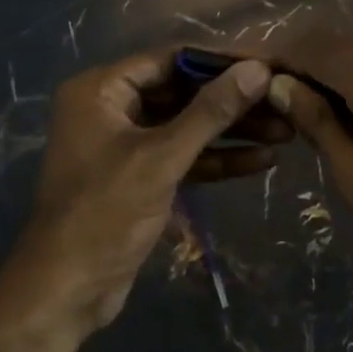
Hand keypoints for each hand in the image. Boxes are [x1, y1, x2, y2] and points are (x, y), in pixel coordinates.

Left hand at [11, 48, 280, 333]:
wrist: (67, 291)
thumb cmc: (105, 213)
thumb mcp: (162, 157)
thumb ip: (211, 111)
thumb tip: (258, 69)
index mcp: (101, 90)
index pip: (171, 59)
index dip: (221, 62)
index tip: (268, 64)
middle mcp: (111, 108)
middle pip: (183, 92)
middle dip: (233, 102)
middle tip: (283, 101)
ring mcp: (126, 143)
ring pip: (187, 126)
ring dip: (232, 131)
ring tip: (286, 132)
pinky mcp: (140, 176)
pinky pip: (183, 156)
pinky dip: (217, 159)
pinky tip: (262, 161)